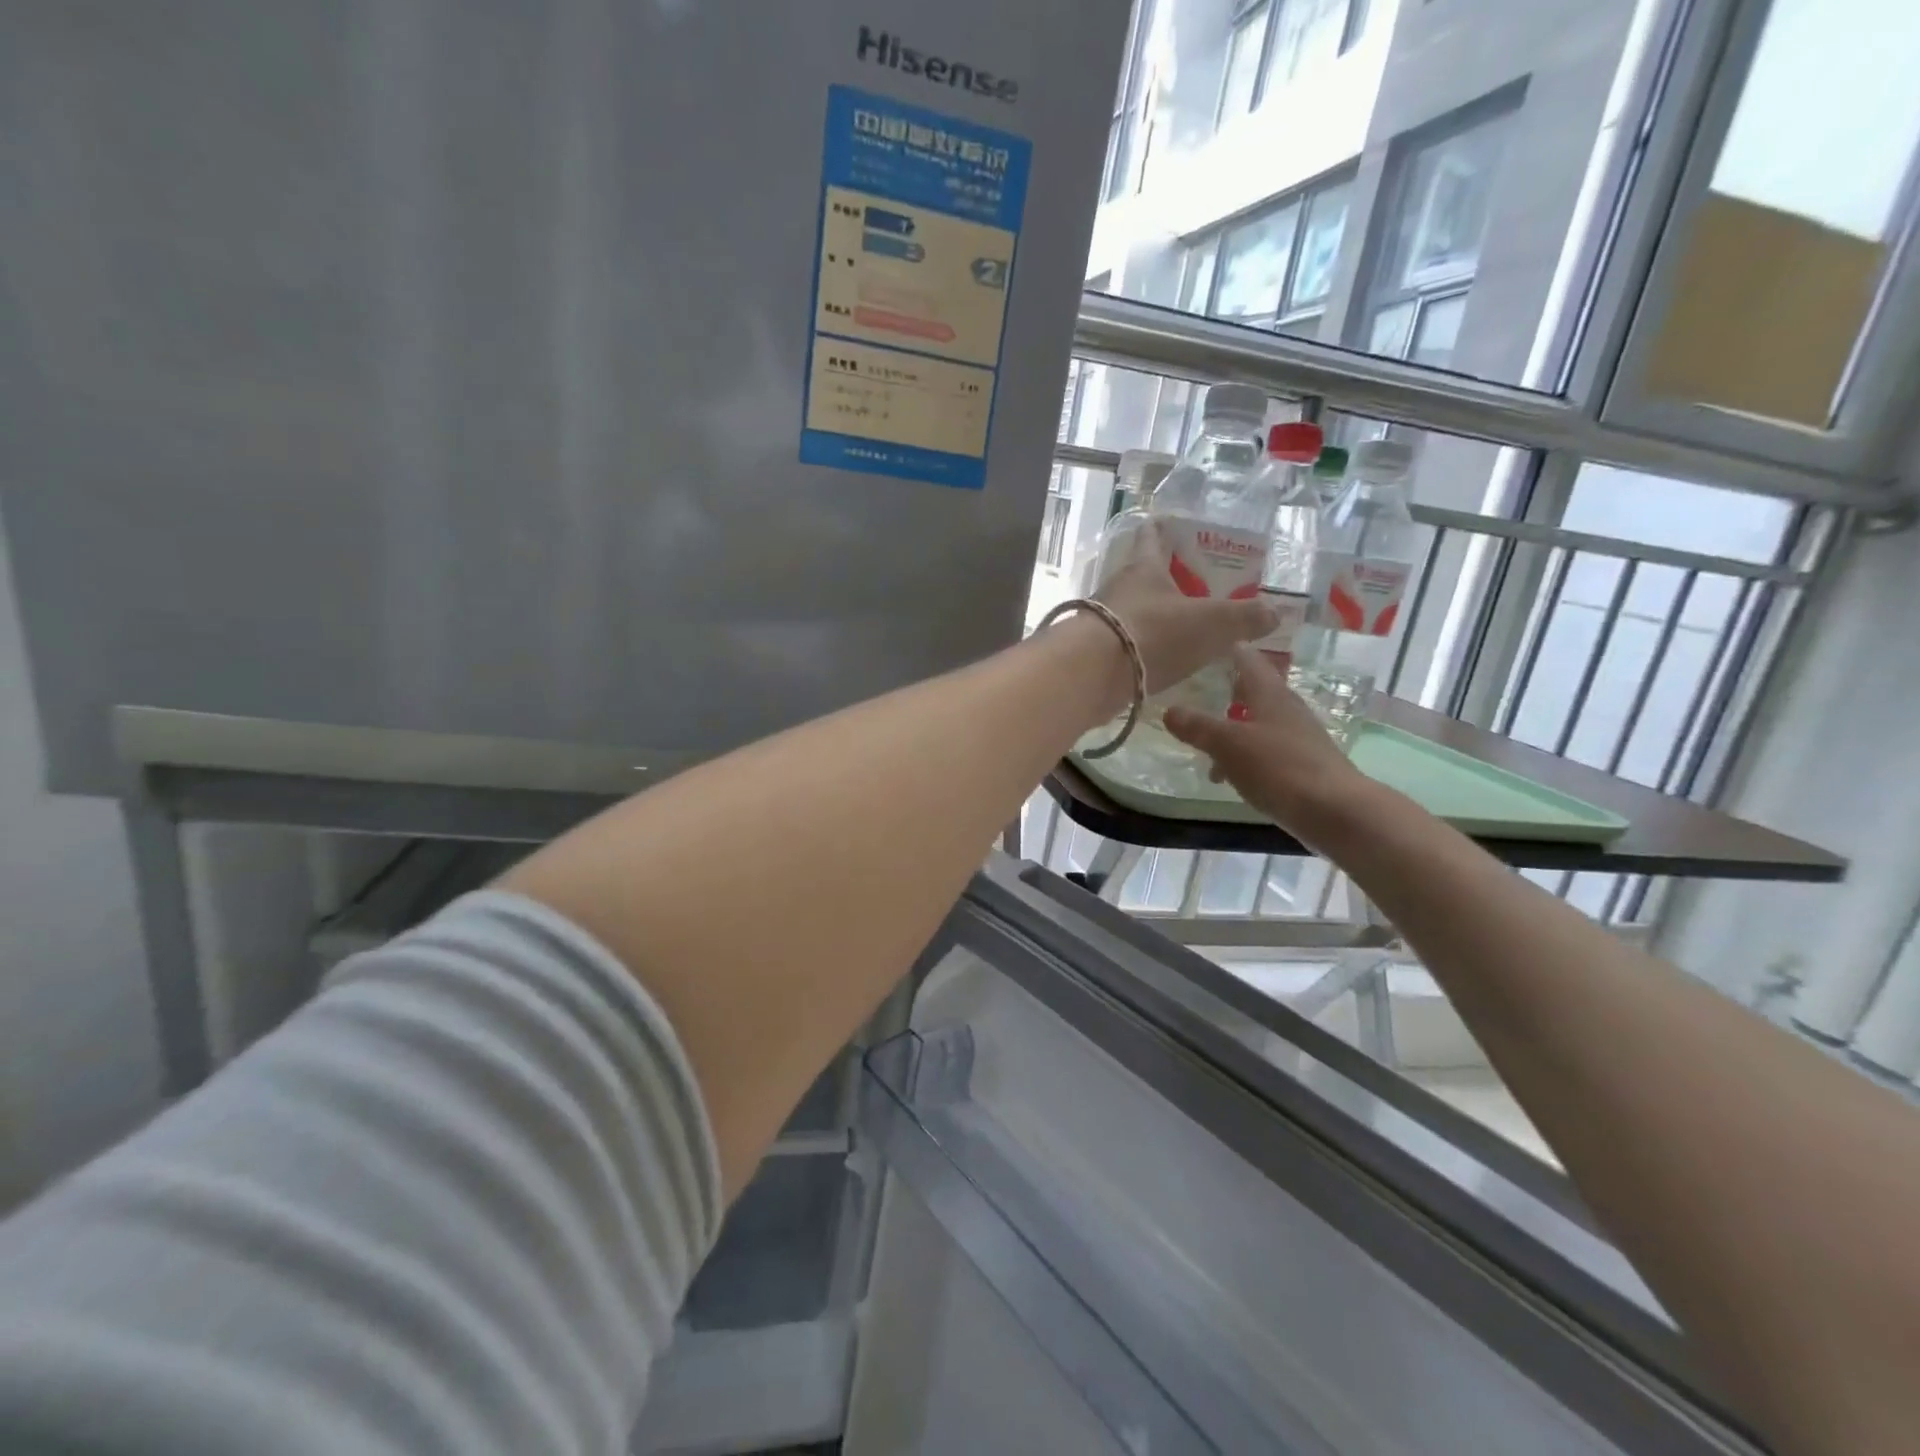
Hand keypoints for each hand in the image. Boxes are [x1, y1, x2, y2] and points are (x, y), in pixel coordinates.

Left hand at [1095, 521, 1277, 694]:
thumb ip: (1244, 617)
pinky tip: (1162, 659)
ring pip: (1136, 609)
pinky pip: (1127, 641)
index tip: (1176, 524)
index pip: (1154, 535)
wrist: (1092, 674)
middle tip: (1198, 586)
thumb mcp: (1211, 623)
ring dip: (1157, 615)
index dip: (1167, 528)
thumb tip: (1274, 611)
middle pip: (1145, 575)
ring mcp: (1103, 619)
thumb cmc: (1154, 632)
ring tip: (1185, 626)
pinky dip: (1145, 646)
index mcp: (1145, 566)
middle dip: (1169, 578)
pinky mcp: (1095, 651)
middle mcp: (1120, 587)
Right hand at [1164, 646, 1368, 826]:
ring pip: (1259, 723)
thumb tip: (1168, 710)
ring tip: (1206, 746)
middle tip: (1201, 692)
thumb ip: (1197, 727)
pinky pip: (1267, 750)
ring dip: (1234, 729)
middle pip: (1256, 691)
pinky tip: (1231, 774)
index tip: (1211, 642)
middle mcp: (1287, 709)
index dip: (1231, 650)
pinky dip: (1246, 755)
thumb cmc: (1278, 767)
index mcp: (1270, 694)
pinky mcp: (1303, 765)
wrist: (1333, 811)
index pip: (1249, 661)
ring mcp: (1298, 738)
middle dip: (1229, 692)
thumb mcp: (1228, 744)